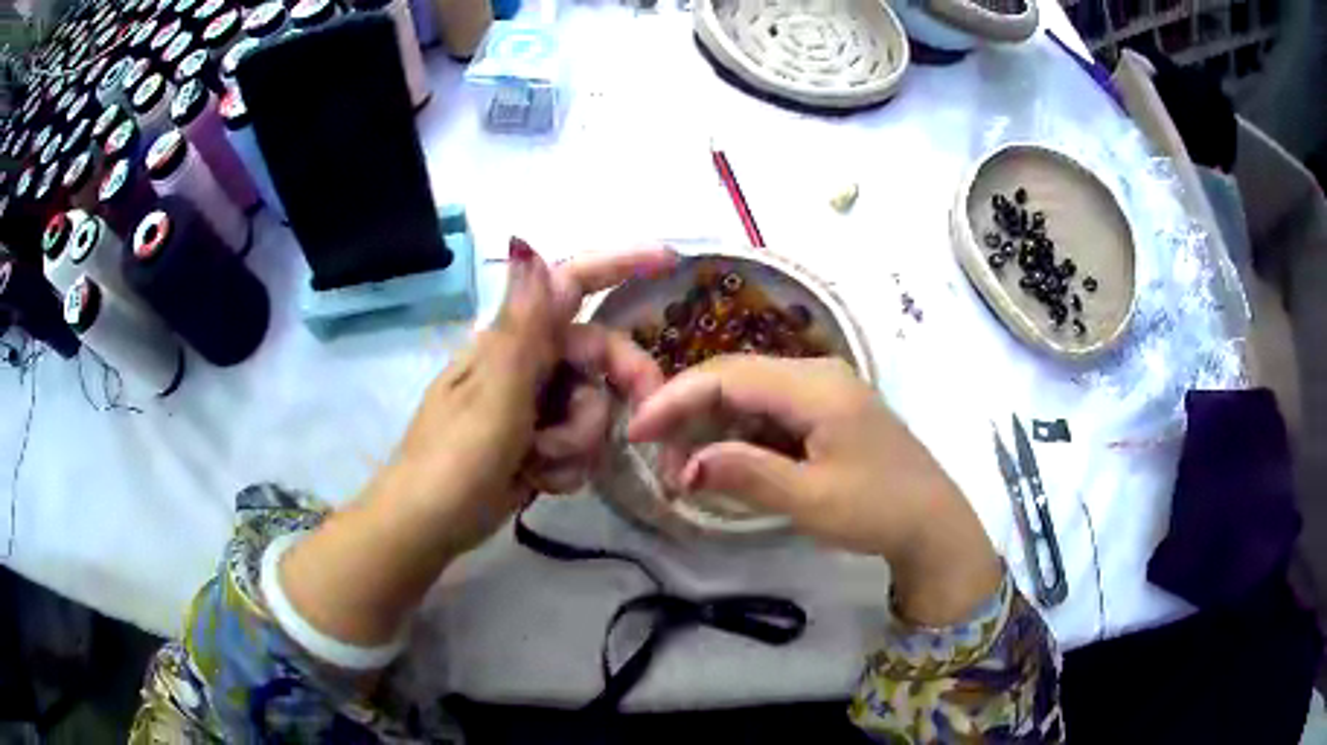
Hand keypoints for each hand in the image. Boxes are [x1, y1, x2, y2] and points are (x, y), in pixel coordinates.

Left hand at [377, 240, 676, 553]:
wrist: (429, 526)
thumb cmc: (454, 458)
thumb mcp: (494, 394)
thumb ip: (522, 326)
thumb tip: (527, 245)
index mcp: (514, 340)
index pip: (571, 285)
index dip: (620, 265)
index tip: (669, 260)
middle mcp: (527, 364)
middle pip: (598, 357)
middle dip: (616, 391)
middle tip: (645, 424)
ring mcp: (533, 406)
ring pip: (593, 409)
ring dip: (578, 444)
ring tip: (538, 465)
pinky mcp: (537, 444)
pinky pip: (579, 446)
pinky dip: (566, 467)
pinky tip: (536, 482)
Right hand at [627, 355, 1000, 625]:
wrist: (932, 524)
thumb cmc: (877, 510)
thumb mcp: (810, 499)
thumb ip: (746, 474)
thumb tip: (685, 465)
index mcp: (815, 386)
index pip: (728, 377)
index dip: (675, 399)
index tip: (635, 431)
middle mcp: (816, 375)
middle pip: (735, 379)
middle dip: (689, 415)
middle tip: (660, 462)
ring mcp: (823, 392)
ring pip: (748, 396)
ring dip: (711, 429)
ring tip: (686, 470)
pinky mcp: (825, 414)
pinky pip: (769, 413)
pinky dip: (738, 436)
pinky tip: (722, 463)